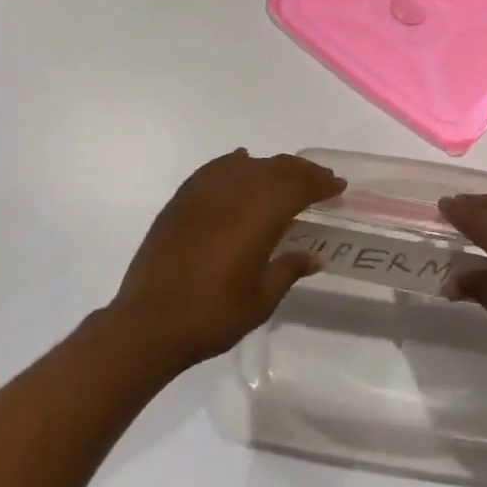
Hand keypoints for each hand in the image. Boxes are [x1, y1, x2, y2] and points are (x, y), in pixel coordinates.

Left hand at [110, 149, 343, 371]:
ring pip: (249, 164)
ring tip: (284, 178)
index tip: (338, 186)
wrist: (148, 323)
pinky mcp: (183, 197)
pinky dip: (235, 163)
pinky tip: (241, 164)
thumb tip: (315, 256)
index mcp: (261, 211)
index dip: (322, 183)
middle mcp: (237, 189)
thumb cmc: (213, 314)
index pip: (301, 185)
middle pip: (278, 168)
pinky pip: (217, 168)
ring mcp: (206, 190)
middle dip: (303, 172)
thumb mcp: (262, 299)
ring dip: (272, 167)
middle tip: (320, 181)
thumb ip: (289, 269)